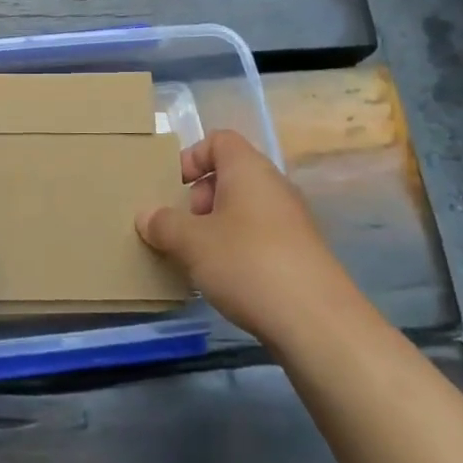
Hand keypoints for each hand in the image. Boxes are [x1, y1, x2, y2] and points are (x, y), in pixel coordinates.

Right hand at [135, 130, 351, 343]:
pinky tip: (224, 281)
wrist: (317, 322)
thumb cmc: (247, 263)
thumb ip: (163, 224)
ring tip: (196, 259)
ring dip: (215, 228)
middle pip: (229, 176)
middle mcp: (273, 186)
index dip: (191, 157)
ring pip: (243, 210)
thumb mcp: (192, 243)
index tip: (172, 187)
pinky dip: (237, 250)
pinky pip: (259, 237)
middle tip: (181, 229)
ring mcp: (291, 220)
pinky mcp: (300, 254)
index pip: (219, 140)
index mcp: (248, 169)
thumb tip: (145, 216)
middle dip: (198, 199)